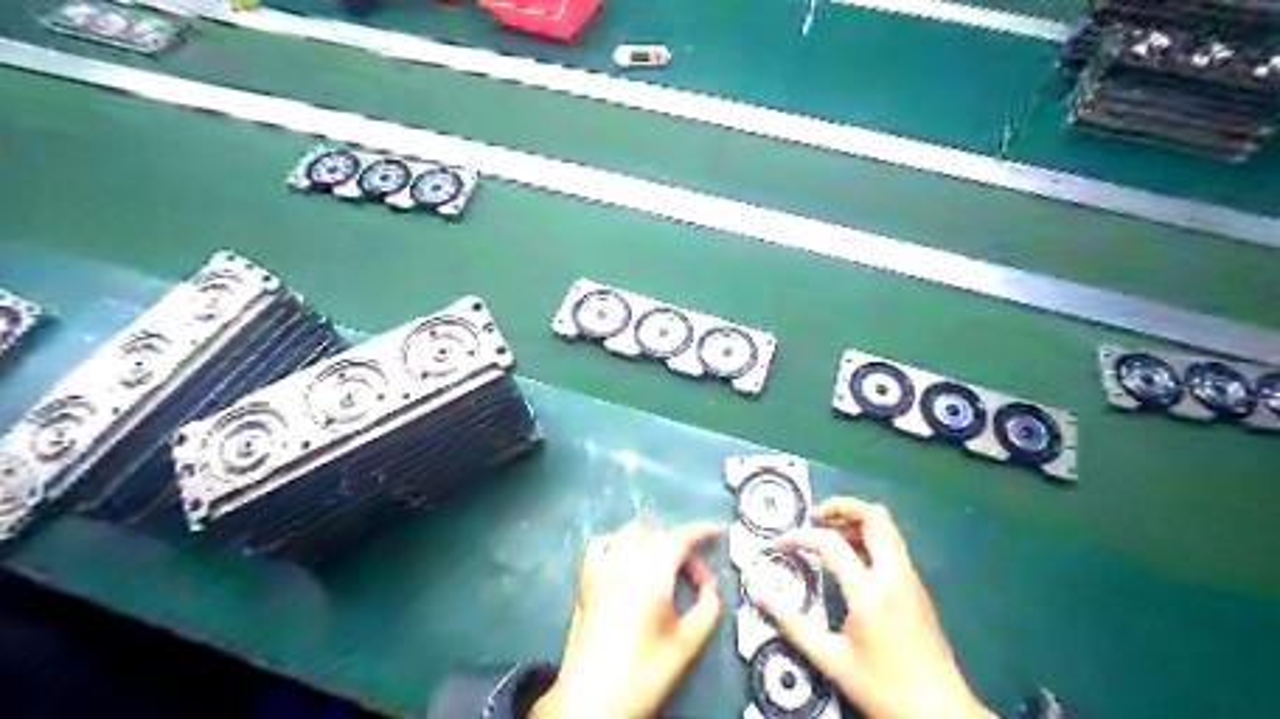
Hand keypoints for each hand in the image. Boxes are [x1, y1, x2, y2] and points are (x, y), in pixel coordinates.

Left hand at [532, 522, 724, 717]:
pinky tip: (626, 560)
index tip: (719, 532)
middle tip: (695, 575)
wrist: (592, 698)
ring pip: (629, 533)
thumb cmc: (645, 671)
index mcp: (652, 573)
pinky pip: (601, 545)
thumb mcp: (688, 643)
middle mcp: (624, 561)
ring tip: (664, 564)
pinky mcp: (585, 581)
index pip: (680, 537)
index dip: (702, 530)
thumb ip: (707, 607)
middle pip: (657, 534)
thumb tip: (710, 587)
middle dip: (680, 545)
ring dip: (651, 539)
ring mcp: (601, 568)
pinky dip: (618, 543)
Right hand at [752, 498, 992, 718]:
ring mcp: (911, 578)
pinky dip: (869, 537)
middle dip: (842, 506)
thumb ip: (793, 624)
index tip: (780, 544)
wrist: (943, 714)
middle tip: (815, 516)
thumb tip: (760, 595)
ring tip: (829, 533)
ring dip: (857, 520)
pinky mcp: (917, 588)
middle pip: (873, 516)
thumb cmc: (884, 688)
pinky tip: (851, 558)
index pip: (831, 544)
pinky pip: (893, 546)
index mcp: (871, 592)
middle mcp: (894, 575)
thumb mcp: (831, 660)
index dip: (801, 537)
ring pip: (887, 528)